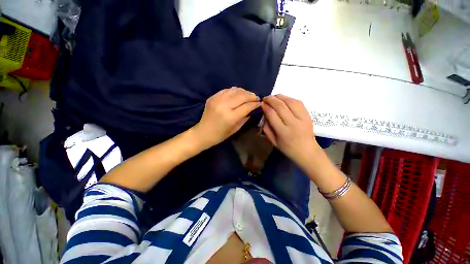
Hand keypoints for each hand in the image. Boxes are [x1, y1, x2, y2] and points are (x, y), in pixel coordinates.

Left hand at [192, 87, 260, 148]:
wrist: (203, 132)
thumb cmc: (220, 135)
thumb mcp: (235, 129)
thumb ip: (245, 117)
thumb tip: (252, 109)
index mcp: (230, 117)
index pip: (247, 106)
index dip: (255, 104)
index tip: (260, 103)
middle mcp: (224, 106)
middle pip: (242, 96)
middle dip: (252, 96)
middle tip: (256, 98)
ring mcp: (217, 100)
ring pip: (235, 90)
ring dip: (244, 92)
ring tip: (248, 95)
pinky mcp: (212, 97)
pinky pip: (226, 90)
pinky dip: (234, 91)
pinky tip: (238, 94)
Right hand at [261, 94, 319, 165]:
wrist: (308, 152)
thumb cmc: (288, 149)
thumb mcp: (273, 142)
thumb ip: (266, 129)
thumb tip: (264, 115)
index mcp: (283, 132)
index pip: (272, 114)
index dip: (265, 107)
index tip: (261, 104)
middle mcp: (293, 123)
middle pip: (280, 106)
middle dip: (271, 99)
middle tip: (265, 98)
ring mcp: (303, 118)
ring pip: (290, 102)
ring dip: (280, 96)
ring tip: (273, 97)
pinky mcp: (308, 115)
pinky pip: (298, 102)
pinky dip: (289, 98)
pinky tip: (284, 99)